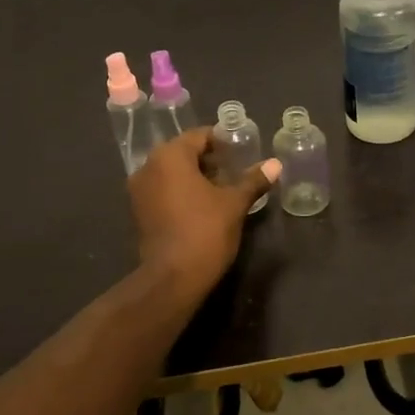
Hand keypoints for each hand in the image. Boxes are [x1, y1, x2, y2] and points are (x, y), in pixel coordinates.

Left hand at [128, 129, 279, 296]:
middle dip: (209, 160)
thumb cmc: (205, 231)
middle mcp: (148, 167)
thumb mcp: (234, 203)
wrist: (173, 278)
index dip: (222, 142)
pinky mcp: (139, 213)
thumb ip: (253, 180)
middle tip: (235, 170)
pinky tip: (204, 206)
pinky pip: (163, 191)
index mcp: (170, 156)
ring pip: (171, 173)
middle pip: (183, 153)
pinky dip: (182, 192)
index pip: (199, 136)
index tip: (241, 151)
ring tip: (223, 189)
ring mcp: (139, 191)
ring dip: (195, 177)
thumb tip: (275, 164)